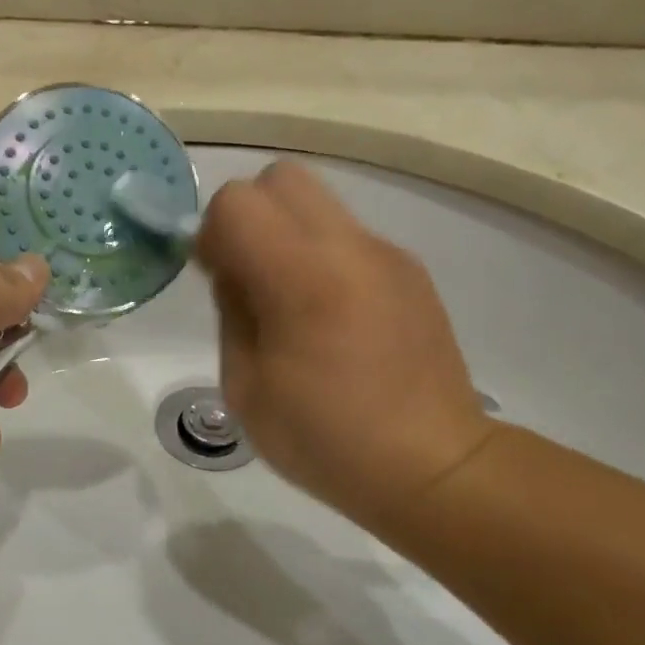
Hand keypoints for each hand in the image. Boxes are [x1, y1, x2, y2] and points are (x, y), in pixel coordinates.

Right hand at [196, 162, 496, 527]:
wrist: (433, 467)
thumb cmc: (324, 439)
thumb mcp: (245, 386)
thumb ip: (231, 310)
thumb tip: (232, 268)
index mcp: (303, 279)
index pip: (237, 201)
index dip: (212, 232)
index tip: (214, 278)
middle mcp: (350, 248)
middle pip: (281, 178)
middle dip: (249, 214)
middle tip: (246, 274)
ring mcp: (388, 255)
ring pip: (318, 201)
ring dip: (286, 233)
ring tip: (287, 299)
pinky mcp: (410, 271)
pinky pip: (348, 236)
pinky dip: (322, 255)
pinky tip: (329, 317)